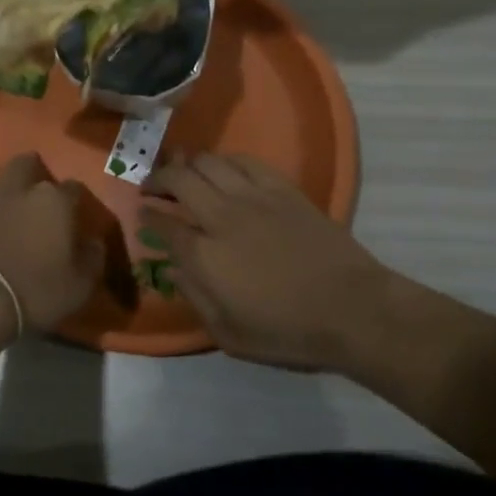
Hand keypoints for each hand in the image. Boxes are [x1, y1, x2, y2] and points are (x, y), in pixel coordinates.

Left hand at [0, 153, 97, 343]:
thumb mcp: (80, 285)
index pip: (74, 187)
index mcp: (56, 201)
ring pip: (6, 185)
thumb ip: (92, 258)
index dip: (78, 200)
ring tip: (23, 218)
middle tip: (44, 194)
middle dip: (36, 171)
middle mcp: (24, 192)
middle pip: (28, 164)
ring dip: (15, 196)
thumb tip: (93, 242)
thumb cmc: (37, 289)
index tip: (80, 216)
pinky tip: (2, 235)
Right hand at [140, 152, 393, 372]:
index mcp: (204, 255)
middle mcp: (220, 217)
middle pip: (177, 179)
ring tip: (183, 172)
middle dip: (157, 179)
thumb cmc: (289, 331)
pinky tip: (222, 168)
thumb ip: (194, 298)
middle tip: (152, 187)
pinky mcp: (281, 188)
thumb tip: (172, 268)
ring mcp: (252, 197)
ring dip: (187, 164)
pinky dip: (224, 160)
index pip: (162, 222)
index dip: (147, 215)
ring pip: (207, 162)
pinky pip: (243, 160)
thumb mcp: (230, 335)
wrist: (353, 310)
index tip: (142, 214)